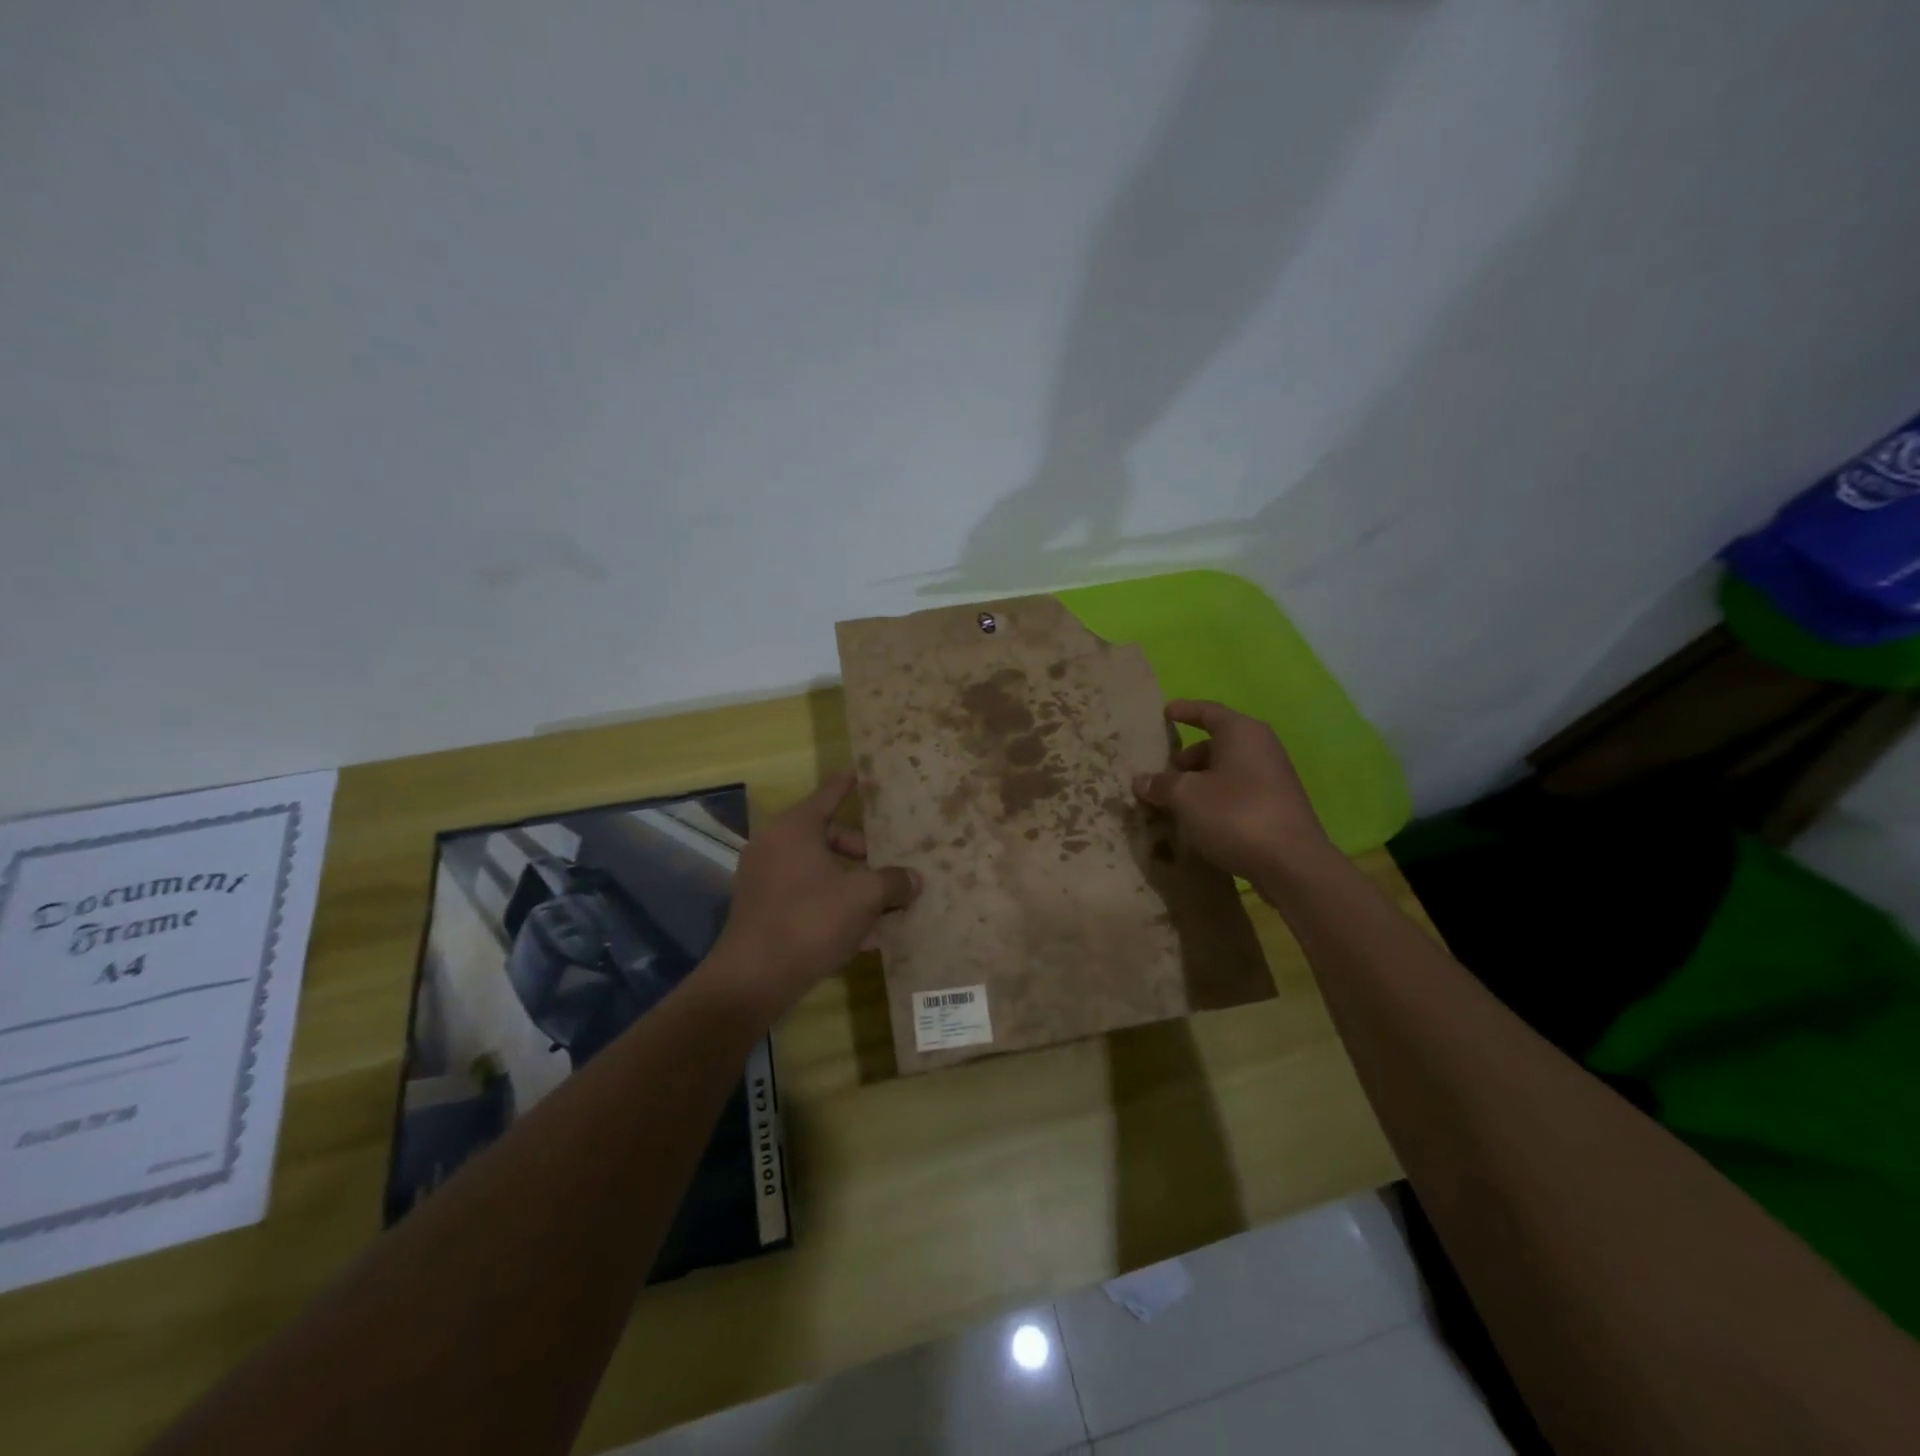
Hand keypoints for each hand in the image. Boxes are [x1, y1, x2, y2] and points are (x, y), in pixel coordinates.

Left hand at [711, 771, 921, 1016]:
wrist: (754, 979)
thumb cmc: (811, 920)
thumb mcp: (863, 897)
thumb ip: (892, 881)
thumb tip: (914, 879)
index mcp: (794, 828)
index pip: (828, 795)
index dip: (848, 785)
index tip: (862, 774)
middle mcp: (774, 846)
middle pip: (827, 836)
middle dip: (862, 853)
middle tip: (890, 866)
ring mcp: (764, 879)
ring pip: (819, 871)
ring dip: (851, 884)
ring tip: (885, 903)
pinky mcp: (763, 910)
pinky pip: (807, 897)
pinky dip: (833, 906)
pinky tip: (865, 935)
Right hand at [1132, 700, 1333, 886]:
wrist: (1291, 864)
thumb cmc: (1235, 814)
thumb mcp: (1186, 796)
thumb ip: (1161, 784)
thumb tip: (1142, 781)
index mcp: (1242, 732)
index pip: (1208, 711)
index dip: (1184, 711)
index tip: (1163, 712)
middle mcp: (1261, 747)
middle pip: (1216, 744)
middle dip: (1186, 758)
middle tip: (1160, 774)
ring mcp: (1273, 778)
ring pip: (1226, 771)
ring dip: (1198, 783)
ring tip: (1173, 802)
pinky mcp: (1277, 806)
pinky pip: (1237, 792)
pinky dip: (1215, 799)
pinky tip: (1198, 821)